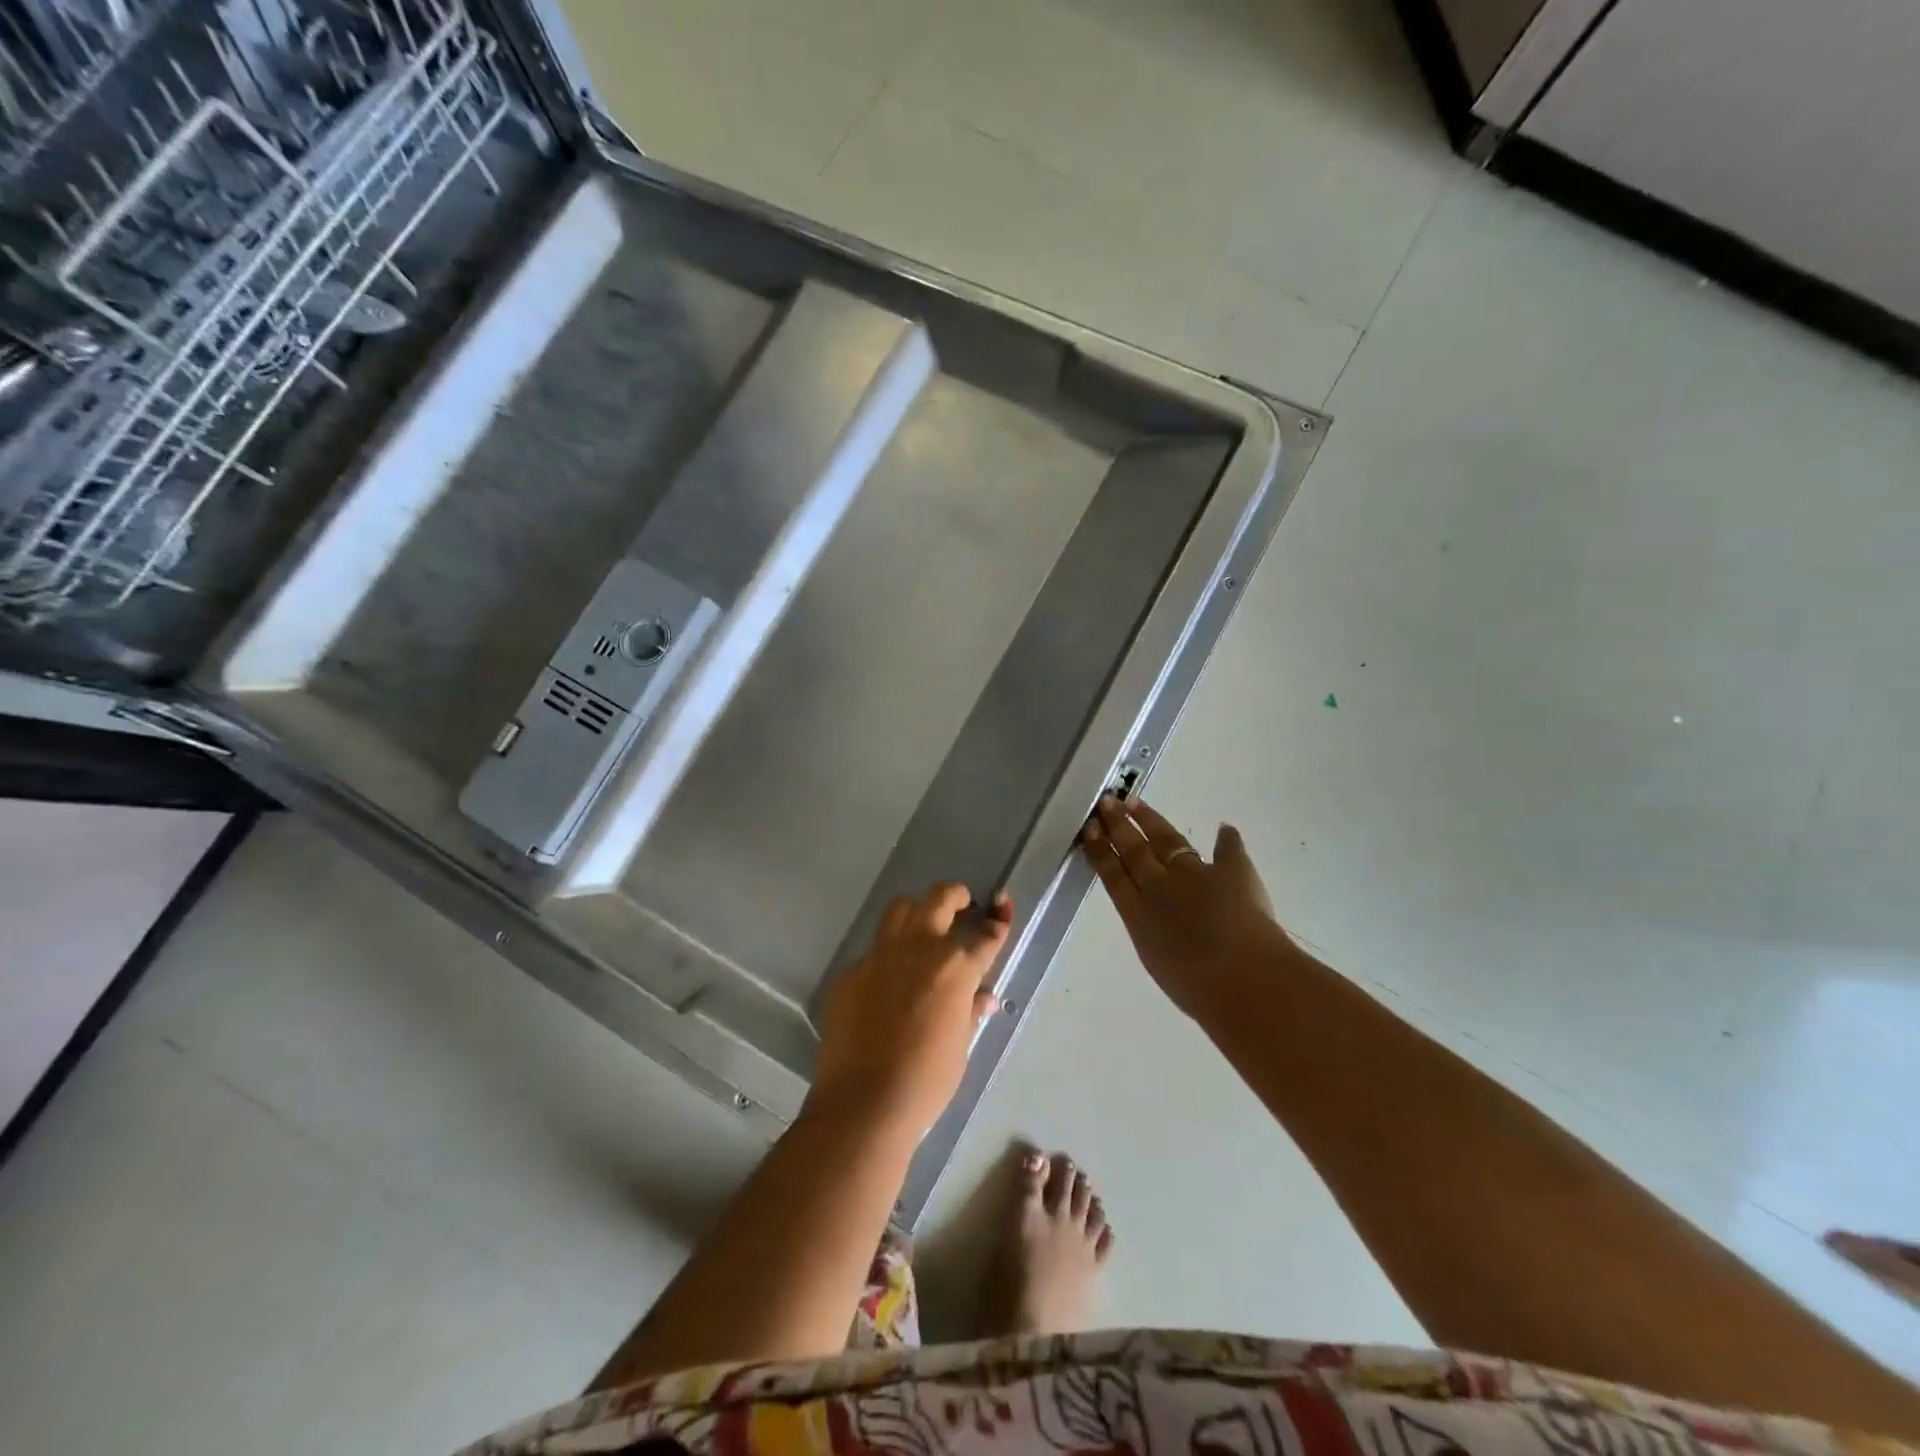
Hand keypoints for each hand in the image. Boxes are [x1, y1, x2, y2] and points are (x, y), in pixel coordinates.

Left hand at [809, 883, 1012, 1139]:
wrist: (864, 1102)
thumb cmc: (927, 1081)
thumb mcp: (960, 1046)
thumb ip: (970, 1012)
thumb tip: (983, 998)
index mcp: (955, 967)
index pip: (985, 935)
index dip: (997, 923)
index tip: (1000, 914)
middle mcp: (919, 949)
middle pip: (939, 899)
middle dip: (956, 895)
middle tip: (963, 902)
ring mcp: (880, 956)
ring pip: (900, 909)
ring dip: (917, 910)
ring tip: (924, 925)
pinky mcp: (851, 973)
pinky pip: (873, 952)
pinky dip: (887, 957)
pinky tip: (888, 982)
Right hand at [1082, 795, 1293, 1018]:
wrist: (1241, 977)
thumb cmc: (1196, 988)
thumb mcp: (1161, 962)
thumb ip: (1155, 937)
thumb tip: (1156, 926)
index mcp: (1137, 914)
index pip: (1113, 875)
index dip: (1101, 850)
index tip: (1090, 829)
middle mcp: (1159, 887)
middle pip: (1133, 850)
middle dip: (1118, 826)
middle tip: (1106, 803)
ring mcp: (1193, 875)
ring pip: (1165, 840)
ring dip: (1149, 820)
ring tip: (1134, 802)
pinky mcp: (1230, 872)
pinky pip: (1228, 851)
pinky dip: (1226, 840)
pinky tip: (1224, 827)